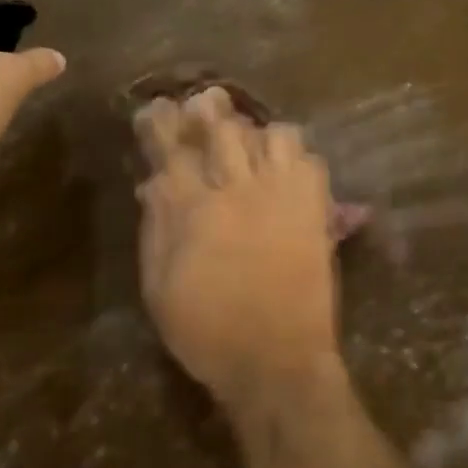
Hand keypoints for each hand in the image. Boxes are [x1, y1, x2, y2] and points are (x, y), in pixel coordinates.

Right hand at [135, 88, 342, 408]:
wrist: (277, 363)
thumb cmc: (208, 331)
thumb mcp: (159, 287)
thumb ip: (156, 227)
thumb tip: (154, 182)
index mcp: (193, 210)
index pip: (173, 148)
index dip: (163, 122)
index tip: (158, 108)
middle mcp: (237, 190)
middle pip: (223, 127)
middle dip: (208, 108)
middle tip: (203, 105)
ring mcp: (281, 195)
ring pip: (272, 133)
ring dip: (256, 132)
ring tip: (249, 144)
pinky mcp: (313, 207)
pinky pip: (309, 158)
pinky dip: (294, 155)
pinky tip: (282, 168)